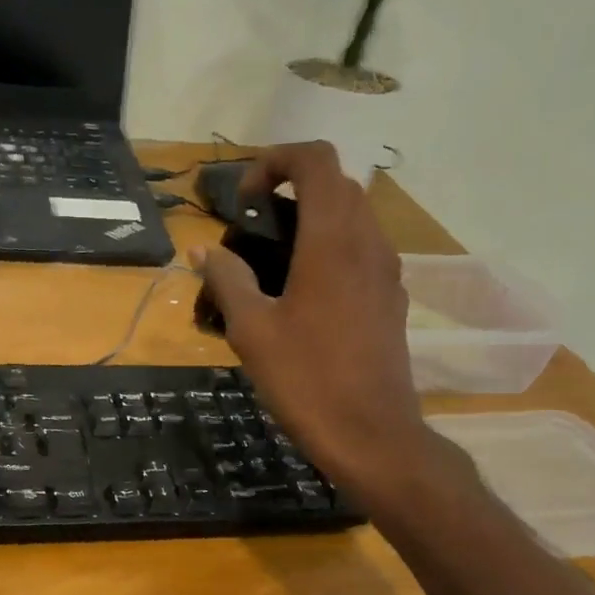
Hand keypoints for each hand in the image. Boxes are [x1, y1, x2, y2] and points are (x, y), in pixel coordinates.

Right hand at [193, 142, 438, 506]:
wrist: (371, 434)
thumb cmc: (306, 380)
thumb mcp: (252, 330)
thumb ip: (227, 280)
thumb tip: (203, 251)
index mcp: (332, 241)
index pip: (315, 160)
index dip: (275, 161)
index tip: (245, 200)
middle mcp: (368, 242)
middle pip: (335, 184)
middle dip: (290, 189)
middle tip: (253, 229)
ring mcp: (386, 270)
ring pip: (353, 216)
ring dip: (313, 219)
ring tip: (273, 261)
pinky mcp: (391, 298)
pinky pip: (362, 249)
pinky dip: (331, 248)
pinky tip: (302, 294)